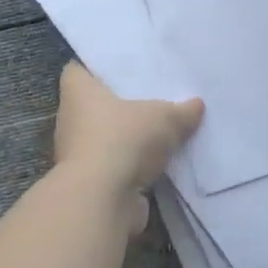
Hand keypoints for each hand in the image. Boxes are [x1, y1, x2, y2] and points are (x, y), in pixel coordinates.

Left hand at [51, 63, 203, 230]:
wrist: (102, 201)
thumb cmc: (124, 140)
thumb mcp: (165, 117)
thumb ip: (182, 111)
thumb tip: (196, 105)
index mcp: (78, 93)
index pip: (77, 70)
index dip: (95, 66)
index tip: (119, 66)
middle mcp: (71, 120)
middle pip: (94, 105)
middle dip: (119, 103)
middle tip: (150, 94)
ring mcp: (78, 155)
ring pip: (105, 138)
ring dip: (126, 138)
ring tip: (160, 129)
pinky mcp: (91, 184)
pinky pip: (115, 166)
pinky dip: (131, 166)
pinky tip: (159, 162)